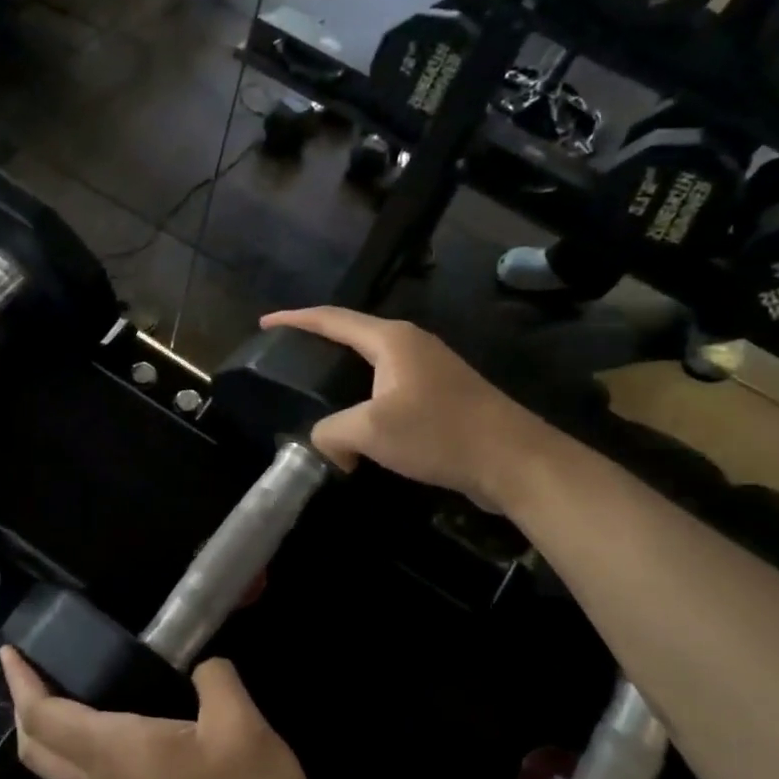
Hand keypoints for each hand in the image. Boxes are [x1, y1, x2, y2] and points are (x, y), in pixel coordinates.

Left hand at [0, 648, 334, 778]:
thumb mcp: (244, 729)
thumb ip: (217, 682)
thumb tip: (204, 667)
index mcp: (116, 752)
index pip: (44, 718)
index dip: (22, 683)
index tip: (10, 651)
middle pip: (38, 748)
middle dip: (25, 705)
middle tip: (31, 667)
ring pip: (62, 764)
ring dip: (50, 725)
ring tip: (69, 683)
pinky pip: (92, 774)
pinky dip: (82, 741)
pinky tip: (120, 721)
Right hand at [260, 307, 548, 509]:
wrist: (513, 460)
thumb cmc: (439, 432)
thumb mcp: (371, 430)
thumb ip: (331, 432)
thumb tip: (327, 445)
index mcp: (391, 340)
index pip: (332, 319)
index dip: (295, 319)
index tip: (265, 322)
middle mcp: (411, 345)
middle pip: (353, 335)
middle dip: (318, 343)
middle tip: (286, 358)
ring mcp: (430, 370)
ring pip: (373, 365)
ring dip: (343, 376)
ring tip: (315, 389)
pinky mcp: (442, 397)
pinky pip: (389, 389)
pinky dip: (364, 399)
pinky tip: (356, 422)